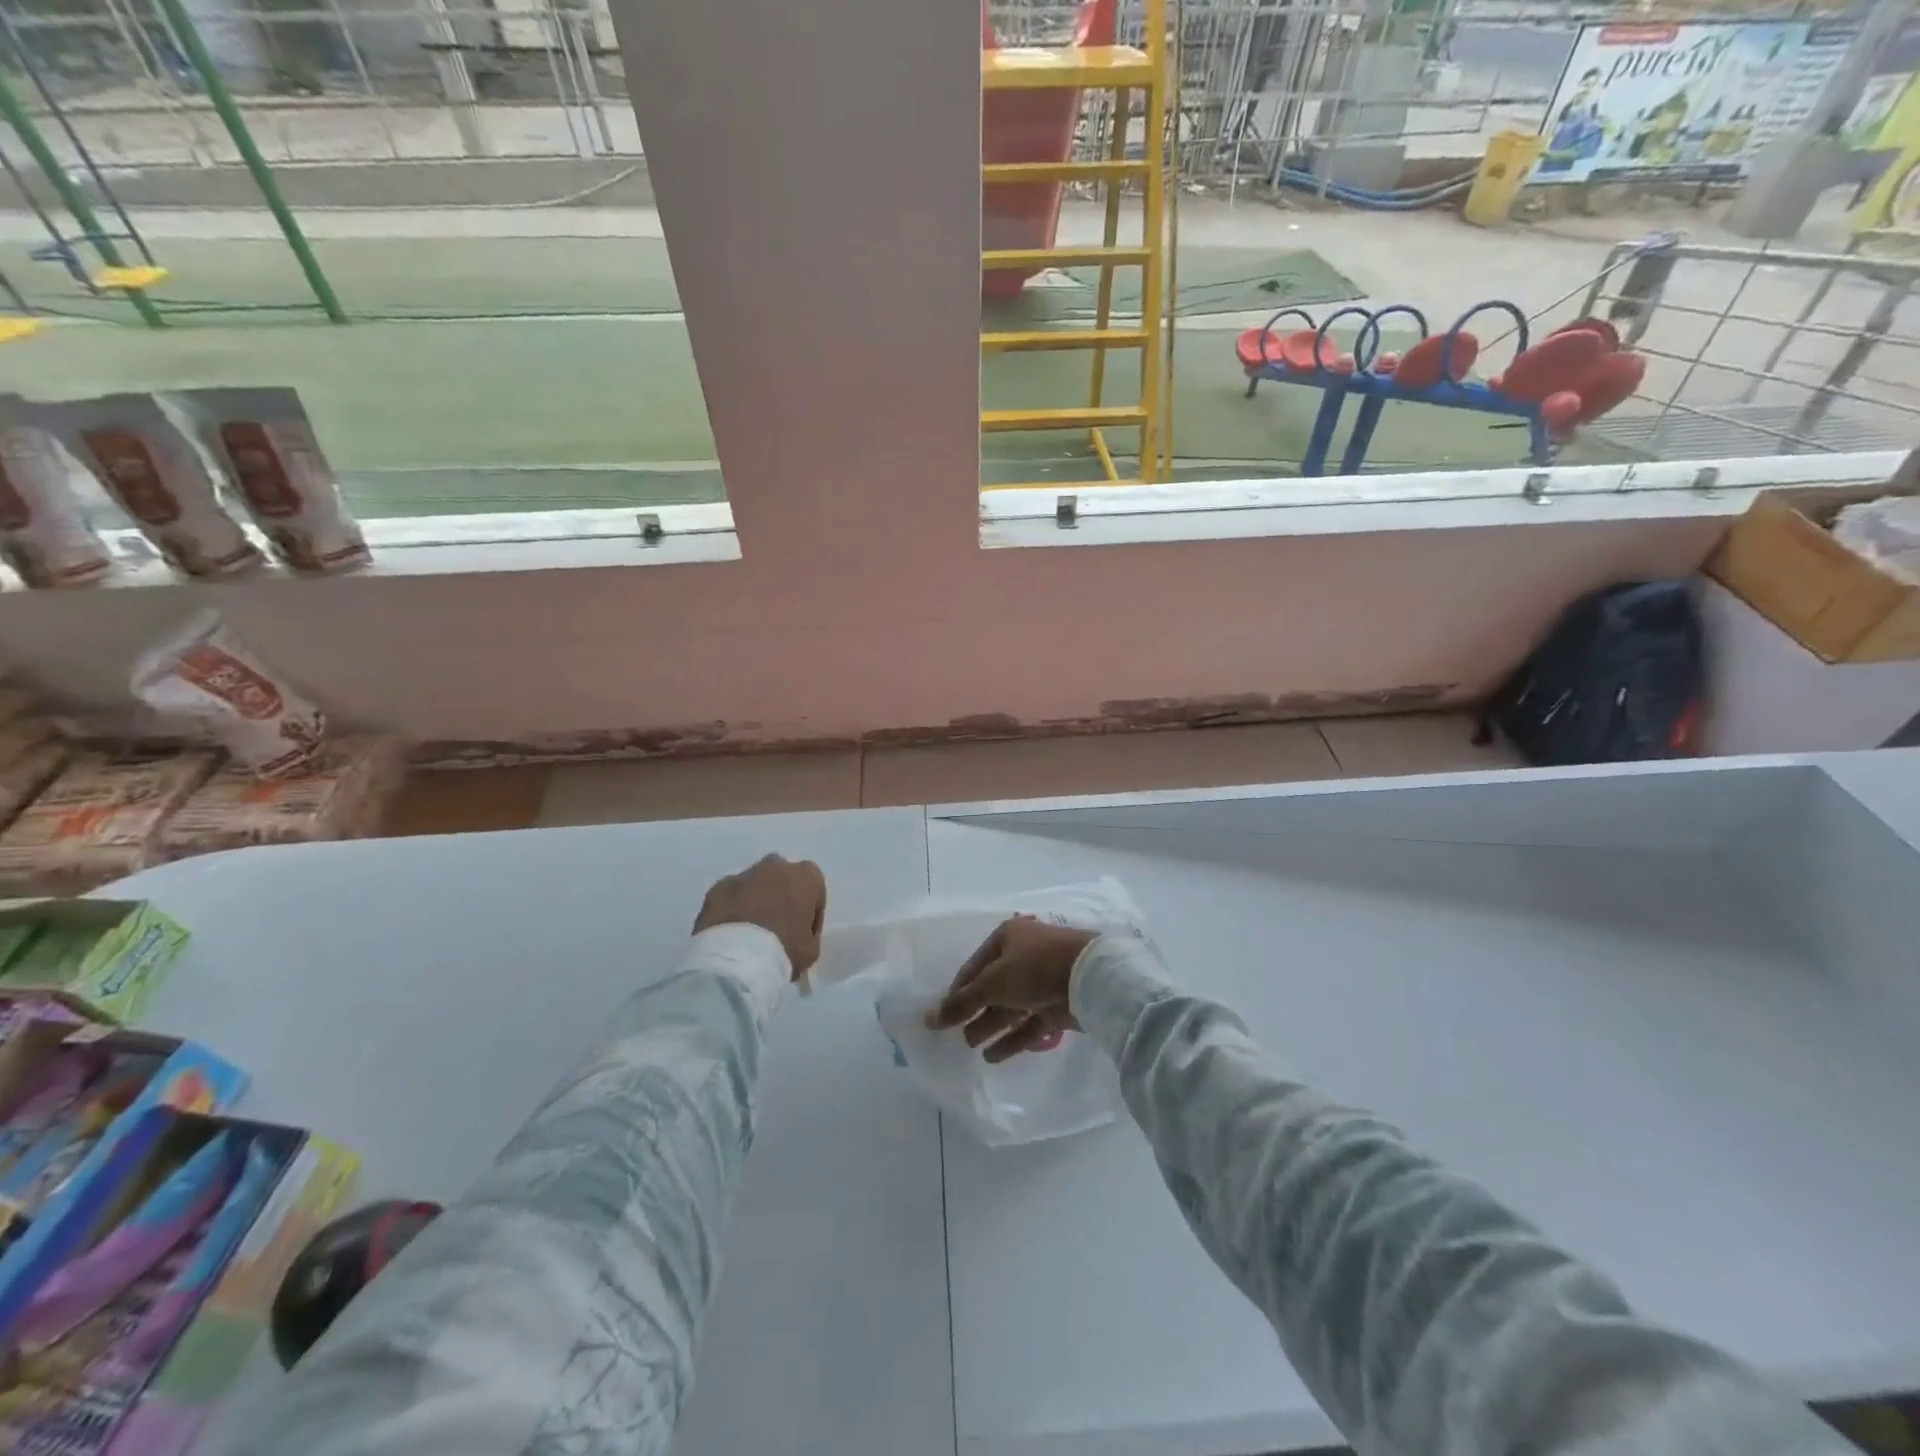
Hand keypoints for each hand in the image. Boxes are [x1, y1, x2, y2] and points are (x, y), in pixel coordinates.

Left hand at [694, 855, 827, 979]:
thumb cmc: (784, 950)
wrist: (736, 960)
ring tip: (749, 932)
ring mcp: (743, 875)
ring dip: (754, 900)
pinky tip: (730, 933)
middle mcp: (776, 866)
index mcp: (806, 876)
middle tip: (776, 927)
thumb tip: (797, 934)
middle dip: (780, 897)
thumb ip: (808, 934)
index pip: (814, 891)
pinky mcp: (717, 888)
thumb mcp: (811, 949)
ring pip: (754, 884)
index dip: (810, 913)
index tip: (802, 933)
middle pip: (782, 879)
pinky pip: (729, 897)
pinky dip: (730, 909)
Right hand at [924, 916, 1097, 1062]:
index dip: (958, 991)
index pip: (974, 967)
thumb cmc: (1035, 967)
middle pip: (993, 987)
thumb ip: (961, 1003)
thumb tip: (928, 1018)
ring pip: (1011, 1006)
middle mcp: (1024, 956)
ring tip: (972, 1047)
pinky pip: (1030, 1022)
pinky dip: (1013, 1038)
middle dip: (975, 1012)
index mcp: (1007, 938)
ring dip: (991, 1026)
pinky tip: (993, 1057)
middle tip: (958, 1036)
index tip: (944, 1016)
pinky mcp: (1058, 1005)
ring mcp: (1043, 980)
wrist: (1091, 977)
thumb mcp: (993, 982)